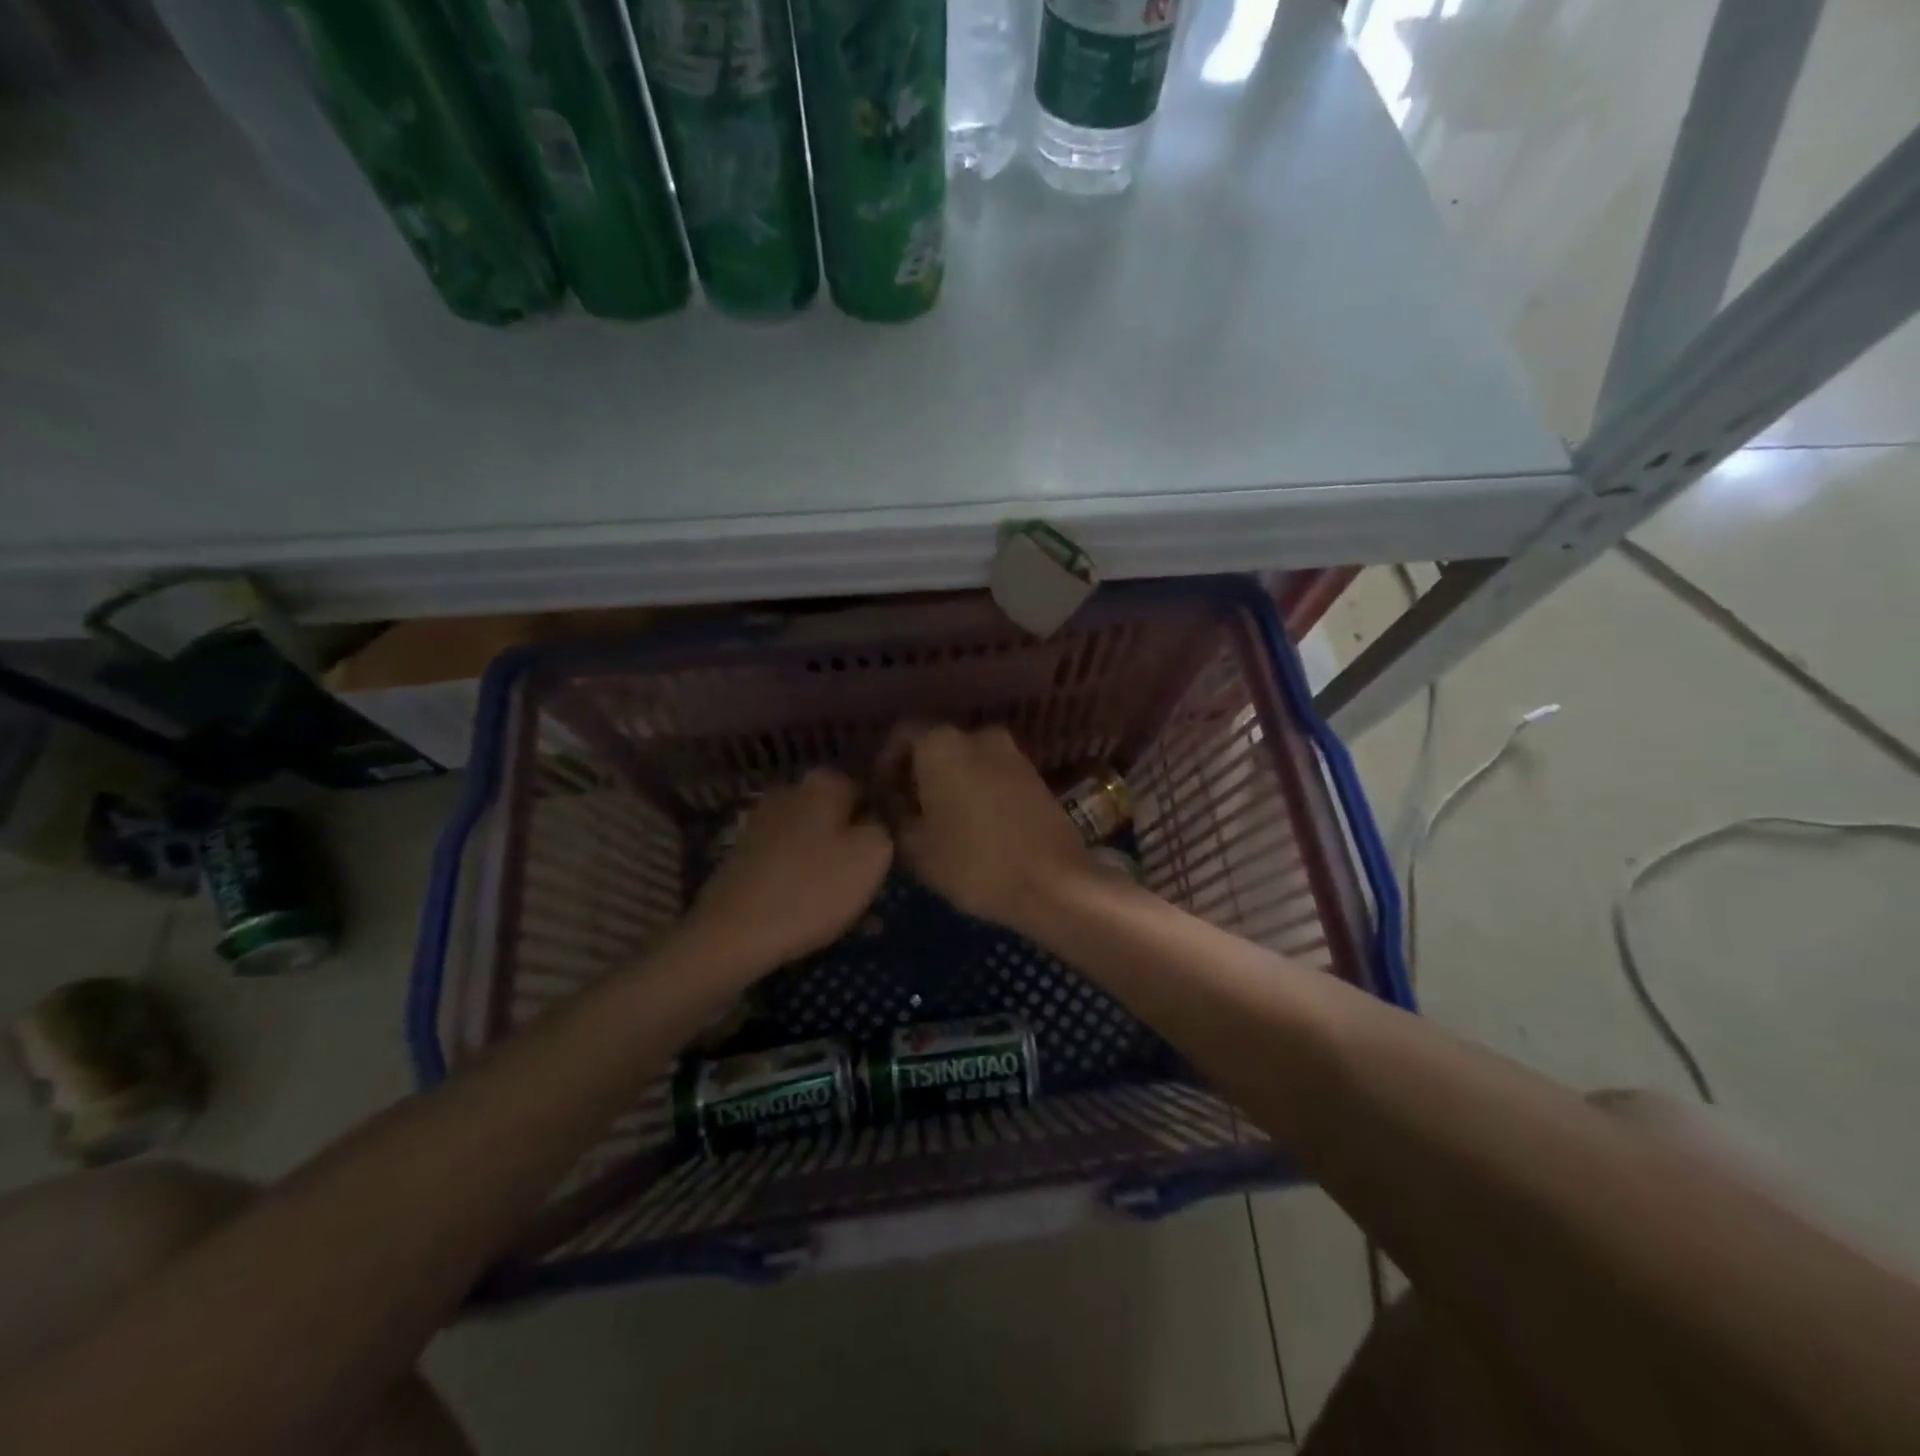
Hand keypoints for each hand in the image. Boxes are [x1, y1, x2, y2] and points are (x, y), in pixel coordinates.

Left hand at [683, 768, 891, 974]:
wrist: (733, 933)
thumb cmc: (814, 888)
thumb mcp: (874, 853)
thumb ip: (885, 824)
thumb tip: (879, 817)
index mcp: (825, 782)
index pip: (872, 790)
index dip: (886, 823)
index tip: (892, 857)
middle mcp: (791, 791)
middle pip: (841, 818)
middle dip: (859, 849)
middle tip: (875, 887)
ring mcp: (763, 822)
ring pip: (818, 844)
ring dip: (837, 872)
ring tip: (855, 915)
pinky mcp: (746, 855)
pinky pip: (793, 864)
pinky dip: (809, 885)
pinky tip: (820, 918)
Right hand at [882, 724, 1092, 931]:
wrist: (1054, 882)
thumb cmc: (974, 862)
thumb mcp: (915, 846)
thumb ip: (894, 813)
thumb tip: (890, 798)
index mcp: (943, 744)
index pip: (902, 734)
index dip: (886, 764)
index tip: (883, 796)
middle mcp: (979, 736)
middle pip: (936, 746)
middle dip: (918, 774)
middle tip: (908, 812)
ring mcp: (1013, 754)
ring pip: (967, 760)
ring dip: (950, 783)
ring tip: (940, 823)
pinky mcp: (1035, 776)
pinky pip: (993, 774)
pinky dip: (977, 790)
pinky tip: (974, 826)